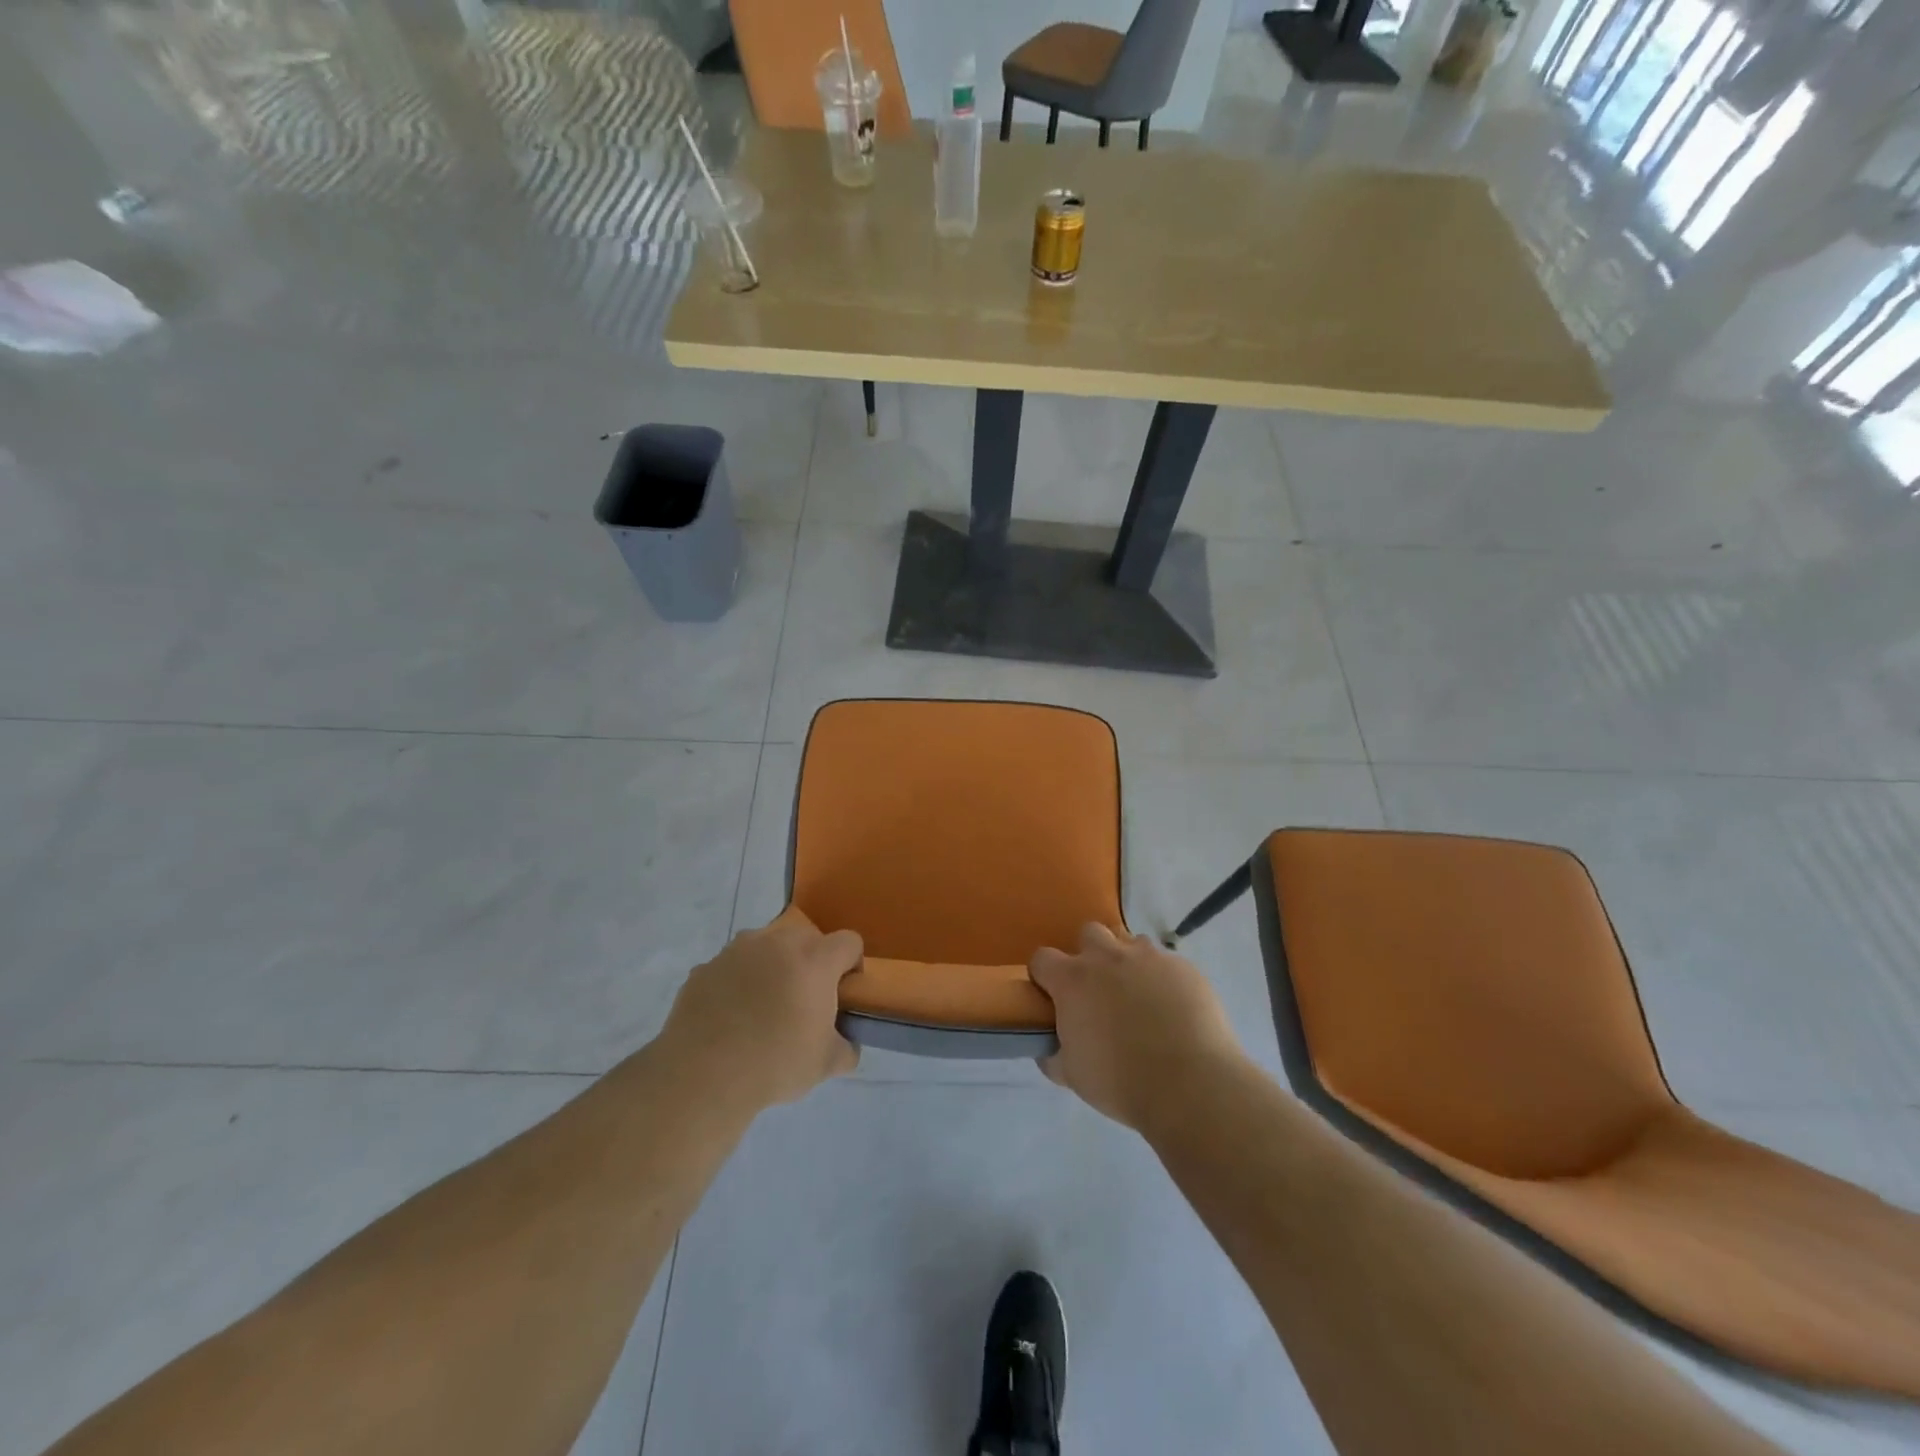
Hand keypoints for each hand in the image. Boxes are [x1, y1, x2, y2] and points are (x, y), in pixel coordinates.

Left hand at [661, 911, 862, 1111]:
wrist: (702, 1075)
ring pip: (765, 948)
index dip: (851, 965)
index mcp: (814, 959)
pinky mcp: (705, 967)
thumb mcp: (826, 1064)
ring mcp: (736, 951)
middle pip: (806, 939)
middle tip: (803, 1001)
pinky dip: (736, 983)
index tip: (842, 993)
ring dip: (771, 967)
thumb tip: (846, 1043)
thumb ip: (846, 1048)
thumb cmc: (775, 1063)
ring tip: (761, 1008)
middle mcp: (777, 942)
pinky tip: (729, 1018)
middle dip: (810, 963)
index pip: (848, 942)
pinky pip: (731, 967)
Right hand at [1028, 923, 1245, 1130]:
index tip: (1053, 997)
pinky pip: (1166, 963)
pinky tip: (1173, 1010)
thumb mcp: (1072, 1076)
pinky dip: (1163, 979)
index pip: (1043, 958)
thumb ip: (1054, 1055)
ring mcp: (1149, 958)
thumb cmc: (1121, 1082)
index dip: (1045, 976)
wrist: (1191, 1085)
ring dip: (1128, 963)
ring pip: (1131, 943)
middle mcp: (1108, 958)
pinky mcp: (1183, 967)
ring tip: (1140, 997)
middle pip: (1089, 933)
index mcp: (1073, 980)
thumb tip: (1050, 1049)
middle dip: (1089, 955)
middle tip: (1099, 990)